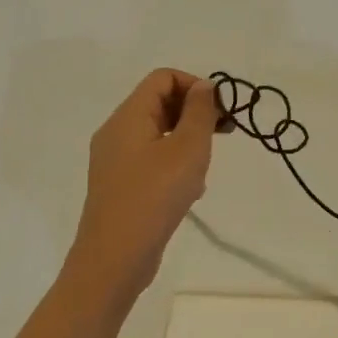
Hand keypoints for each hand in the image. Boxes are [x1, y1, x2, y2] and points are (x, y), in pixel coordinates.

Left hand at [67, 69, 223, 297]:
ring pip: (158, 134)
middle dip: (195, 114)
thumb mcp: (188, 149)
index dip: (195, 85)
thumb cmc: (154, 197)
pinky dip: (174, 165)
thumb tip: (204, 86)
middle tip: (224, 135)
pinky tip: (189, 192)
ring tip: (203, 170)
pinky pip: (151, 160)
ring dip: (187, 143)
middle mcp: (116, 132)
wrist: (114, 260)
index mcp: (128, 117)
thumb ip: (200, 112)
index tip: (221, 111)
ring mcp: (115, 161)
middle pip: (160, 103)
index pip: (163, 78)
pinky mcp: (119, 186)